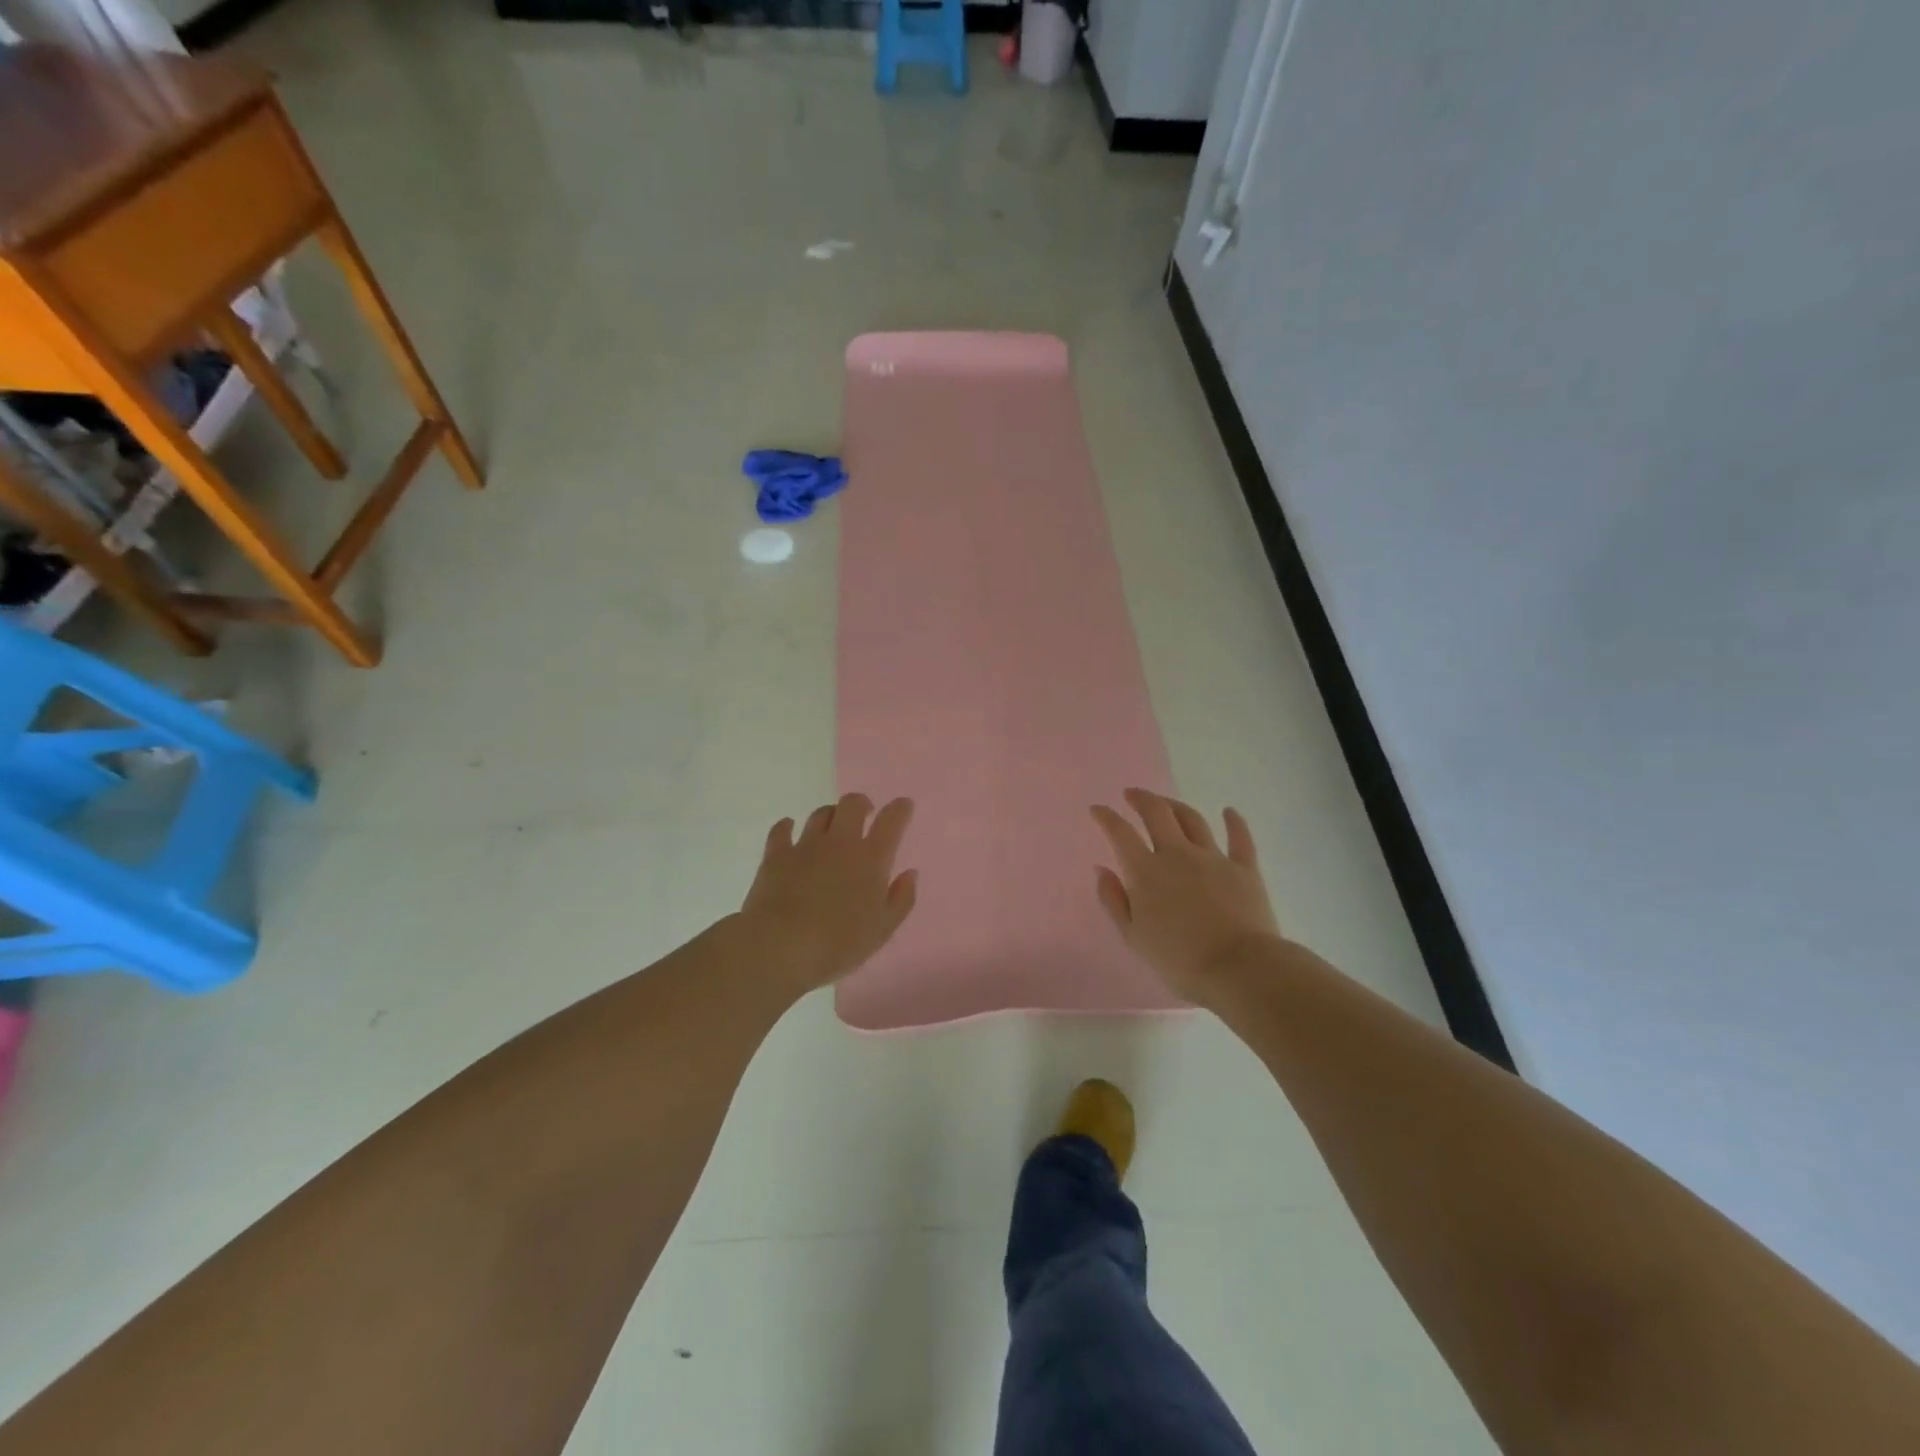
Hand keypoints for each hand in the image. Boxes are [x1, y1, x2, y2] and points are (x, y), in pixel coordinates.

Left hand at [738, 793, 918, 994]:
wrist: (781, 947)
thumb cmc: (839, 944)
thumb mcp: (882, 930)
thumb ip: (901, 899)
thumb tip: (910, 874)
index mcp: (871, 860)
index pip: (891, 821)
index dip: (900, 809)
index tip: (904, 806)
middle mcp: (840, 843)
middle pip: (852, 804)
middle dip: (862, 804)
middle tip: (865, 814)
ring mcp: (806, 846)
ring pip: (820, 814)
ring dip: (830, 815)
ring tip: (831, 826)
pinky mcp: (776, 856)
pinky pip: (781, 830)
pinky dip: (787, 825)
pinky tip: (788, 827)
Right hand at [1091, 789, 1281, 1004]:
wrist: (1239, 969)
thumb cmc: (1179, 960)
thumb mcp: (1134, 937)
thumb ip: (1114, 901)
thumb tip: (1102, 870)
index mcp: (1146, 872)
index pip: (1121, 834)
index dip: (1106, 818)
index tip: (1097, 809)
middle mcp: (1178, 854)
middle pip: (1157, 814)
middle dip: (1141, 799)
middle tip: (1131, 794)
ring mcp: (1213, 858)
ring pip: (1192, 820)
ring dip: (1176, 806)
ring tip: (1167, 803)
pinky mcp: (1245, 869)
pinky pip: (1240, 838)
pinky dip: (1234, 822)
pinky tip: (1229, 811)